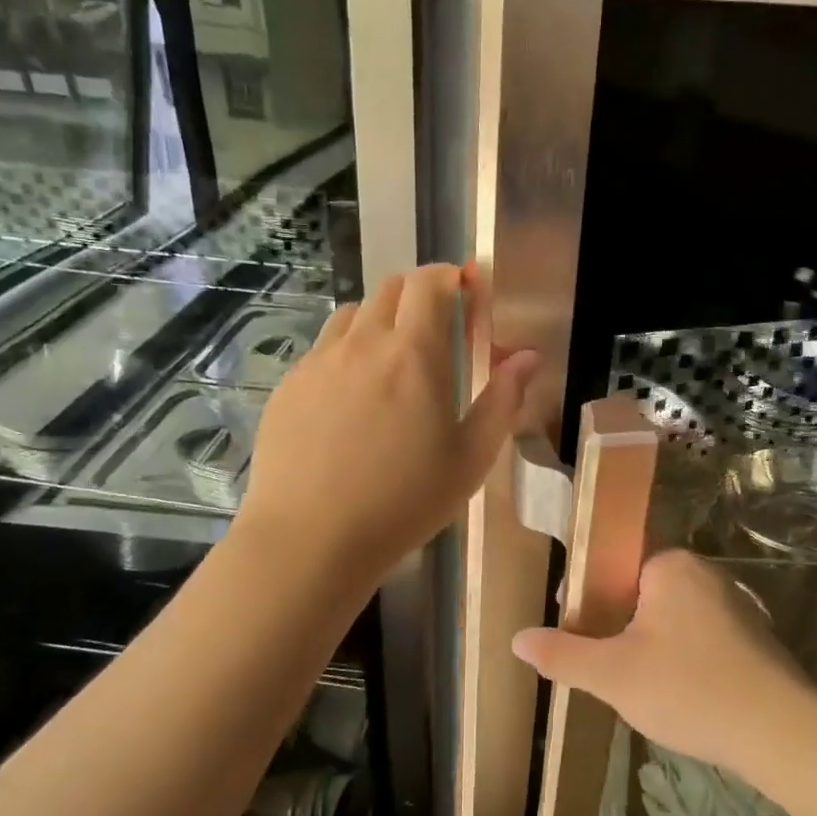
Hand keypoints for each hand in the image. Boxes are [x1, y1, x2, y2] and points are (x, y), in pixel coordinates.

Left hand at [238, 265, 536, 583]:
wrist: (311, 539)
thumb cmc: (404, 501)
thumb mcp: (471, 458)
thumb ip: (503, 399)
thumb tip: (528, 357)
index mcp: (413, 353)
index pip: (430, 283)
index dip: (450, 276)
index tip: (466, 289)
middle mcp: (362, 343)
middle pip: (389, 289)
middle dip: (418, 293)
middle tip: (436, 327)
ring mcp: (318, 362)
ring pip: (352, 314)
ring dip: (379, 319)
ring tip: (391, 359)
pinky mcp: (288, 386)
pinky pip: (322, 349)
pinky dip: (345, 352)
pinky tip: (350, 397)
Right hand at [512, 550, 816, 783]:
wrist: (780, 732)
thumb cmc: (688, 688)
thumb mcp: (612, 674)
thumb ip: (563, 654)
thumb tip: (517, 638)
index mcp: (670, 565)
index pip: (614, 563)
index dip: (587, 595)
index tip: (574, 630)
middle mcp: (705, 573)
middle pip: (642, 591)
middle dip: (617, 623)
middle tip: (602, 664)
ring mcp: (736, 604)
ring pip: (672, 617)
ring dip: (650, 643)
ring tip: (636, 684)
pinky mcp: (754, 637)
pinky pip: (701, 637)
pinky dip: (682, 657)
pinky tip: (678, 693)